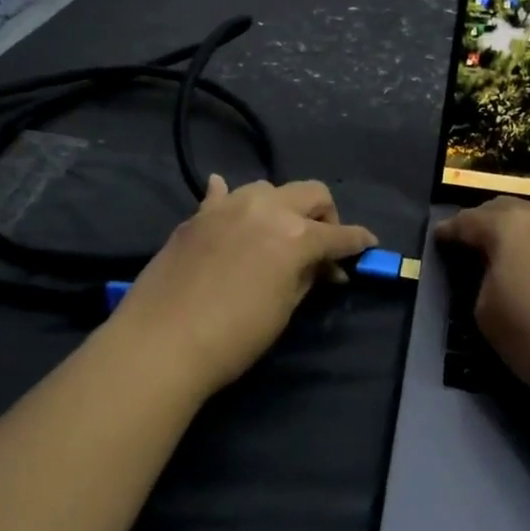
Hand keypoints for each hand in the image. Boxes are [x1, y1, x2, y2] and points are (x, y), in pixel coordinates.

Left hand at [109, 175, 377, 396]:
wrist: (161, 342)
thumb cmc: (234, 337)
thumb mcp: (284, 310)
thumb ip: (308, 279)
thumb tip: (326, 268)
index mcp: (296, 236)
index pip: (340, 234)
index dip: (359, 241)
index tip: (368, 246)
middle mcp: (266, 209)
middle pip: (311, 192)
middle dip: (326, 214)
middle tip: (322, 244)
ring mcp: (228, 207)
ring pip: (268, 188)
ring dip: (282, 206)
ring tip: (276, 233)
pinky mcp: (197, 216)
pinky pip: (221, 194)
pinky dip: (232, 199)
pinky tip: (230, 209)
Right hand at [435, 197, 529, 408]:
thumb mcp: (488, 319)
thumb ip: (483, 285)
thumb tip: (495, 274)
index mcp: (506, 229)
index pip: (467, 221)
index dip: (450, 230)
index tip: (440, 237)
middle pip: (507, 208)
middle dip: (487, 220)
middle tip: (476, 238)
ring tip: (527, 239)